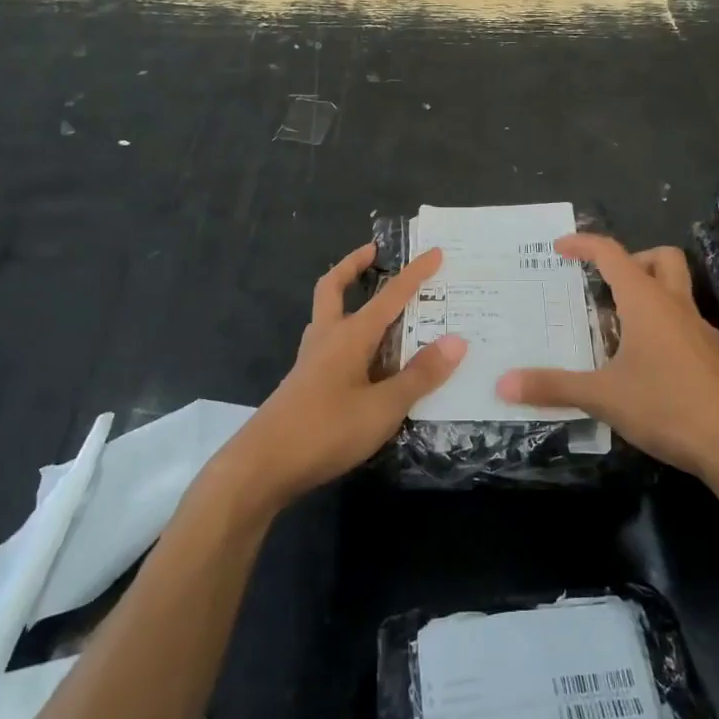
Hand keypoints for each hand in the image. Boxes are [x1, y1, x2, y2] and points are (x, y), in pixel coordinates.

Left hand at [232, 243, 464, 510]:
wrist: (262, 466)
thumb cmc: (326, 430)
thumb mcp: (383, 407)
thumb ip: (419, 376)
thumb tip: (457, 341)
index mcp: (349, 335)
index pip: (389, 295)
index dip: (414, 274)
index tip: (434, 251)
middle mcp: (327, 338)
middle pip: (333, 288)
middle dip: (353, 266)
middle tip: (374, 253)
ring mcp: (311, 361)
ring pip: (327, 316)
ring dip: (346, 299)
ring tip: (374, 303)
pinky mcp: (305, 384)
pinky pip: (329, 344)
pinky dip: (347, 335)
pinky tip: (363, 360)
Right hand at [496, 234, 718, 483]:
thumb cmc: (665, 407)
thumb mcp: (602, 398)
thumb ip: (553, 387)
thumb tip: (503, 383)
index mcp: (646, 303)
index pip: (613, 254)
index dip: (585, 244)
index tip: (560, 248)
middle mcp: (676, 306)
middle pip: (661, 258)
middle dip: (632, 260)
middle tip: (604, 284)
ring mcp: (700, 331)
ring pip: (677, 290)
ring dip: (648, 293)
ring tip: (617, 326)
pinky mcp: (712, 357)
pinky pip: (684, 323)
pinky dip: (662, 325)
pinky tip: (644, 362)